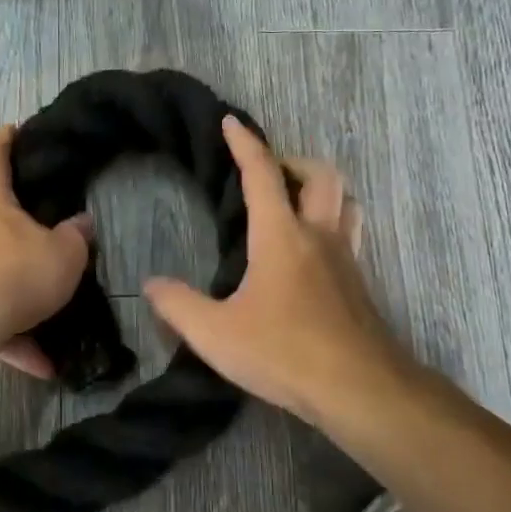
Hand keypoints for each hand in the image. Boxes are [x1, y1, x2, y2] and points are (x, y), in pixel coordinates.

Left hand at [0, 125, 93, 376]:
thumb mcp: (63, 258)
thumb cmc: (13, 277)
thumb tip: (81, 222)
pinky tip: (31, 363)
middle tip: (37, 270)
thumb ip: (75, 239)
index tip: (9, 130)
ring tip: (42, 341)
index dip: (3, 142)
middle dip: (9, 246)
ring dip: (8, 302)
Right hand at [144, 116, 413, 427]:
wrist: (359, 389)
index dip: (245, 143)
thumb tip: (150, 285)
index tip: (231, 122)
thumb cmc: (284, 353)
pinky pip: (350, 234)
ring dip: (323, 190)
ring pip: (346, 201)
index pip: (262, 173)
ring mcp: (346, 259)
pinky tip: (312, 254)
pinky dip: (332, 224)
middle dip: (294, 161)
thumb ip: (178, 306)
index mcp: (281, 235)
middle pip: (322, 175)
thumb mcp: (215, 334)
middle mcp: (318, 236)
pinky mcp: (359, 285)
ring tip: (296, 204)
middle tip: (269, 173)